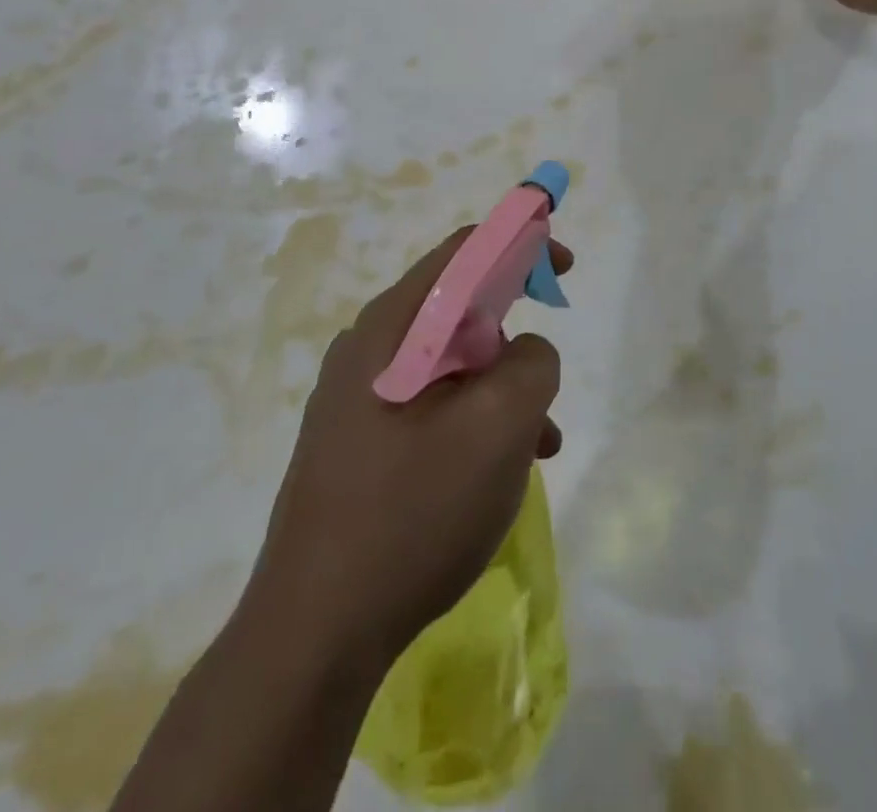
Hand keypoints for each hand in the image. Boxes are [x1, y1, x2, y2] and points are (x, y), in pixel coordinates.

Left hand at [245, 229, 567, 673]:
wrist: (314, 633)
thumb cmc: (414, 511)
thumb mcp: (499, 427)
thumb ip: (531, 364)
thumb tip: (525, 352)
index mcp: (392, 326)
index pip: (463, 251)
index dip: (520, 243)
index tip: (562, 268)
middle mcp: (368, 348)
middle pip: (456, 309)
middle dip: (513, 334)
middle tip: (545, 378)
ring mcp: (356, 398)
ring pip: (449, 365)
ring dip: (500, 389)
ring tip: (539, 444)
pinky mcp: (356, 442)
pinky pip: (429, 407)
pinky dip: (472, 422)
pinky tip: (497, 475)